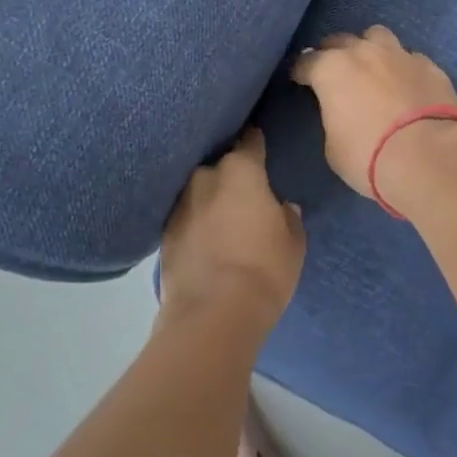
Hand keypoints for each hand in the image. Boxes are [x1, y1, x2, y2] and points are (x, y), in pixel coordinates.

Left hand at [159, 128, 304, 333]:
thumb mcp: (293, 243)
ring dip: (210, 201)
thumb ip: (288, 217)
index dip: (256, 141)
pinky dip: (195, 225)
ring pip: (199, 192)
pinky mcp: (163, 235)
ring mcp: (179, 205)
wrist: (212, 315)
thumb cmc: (264, 270)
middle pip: (221, 167)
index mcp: (241, 170)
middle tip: (244, 193)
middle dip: (231, 176)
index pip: (250, 141)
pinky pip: (185, 219)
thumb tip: (282, 207)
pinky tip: (205, 240)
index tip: (259, 141)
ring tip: (222, 219)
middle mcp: (205, 177)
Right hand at [290, 26, 456, 201]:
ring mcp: (400, 54)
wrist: (431, 157)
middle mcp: (364, 52)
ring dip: (369, 48)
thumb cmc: (370, 156)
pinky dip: (402, 67)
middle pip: (340, 41)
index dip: (300, 73)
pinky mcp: (430, 65)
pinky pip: (408, 57)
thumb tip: (342, 113)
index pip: (305, 63)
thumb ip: (333, 119)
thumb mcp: (334, 147)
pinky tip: (406, 85)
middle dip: (333, 54)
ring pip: (377, 36)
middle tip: (335, 75)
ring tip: (372, 68)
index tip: (299, 81)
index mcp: (331, 69)